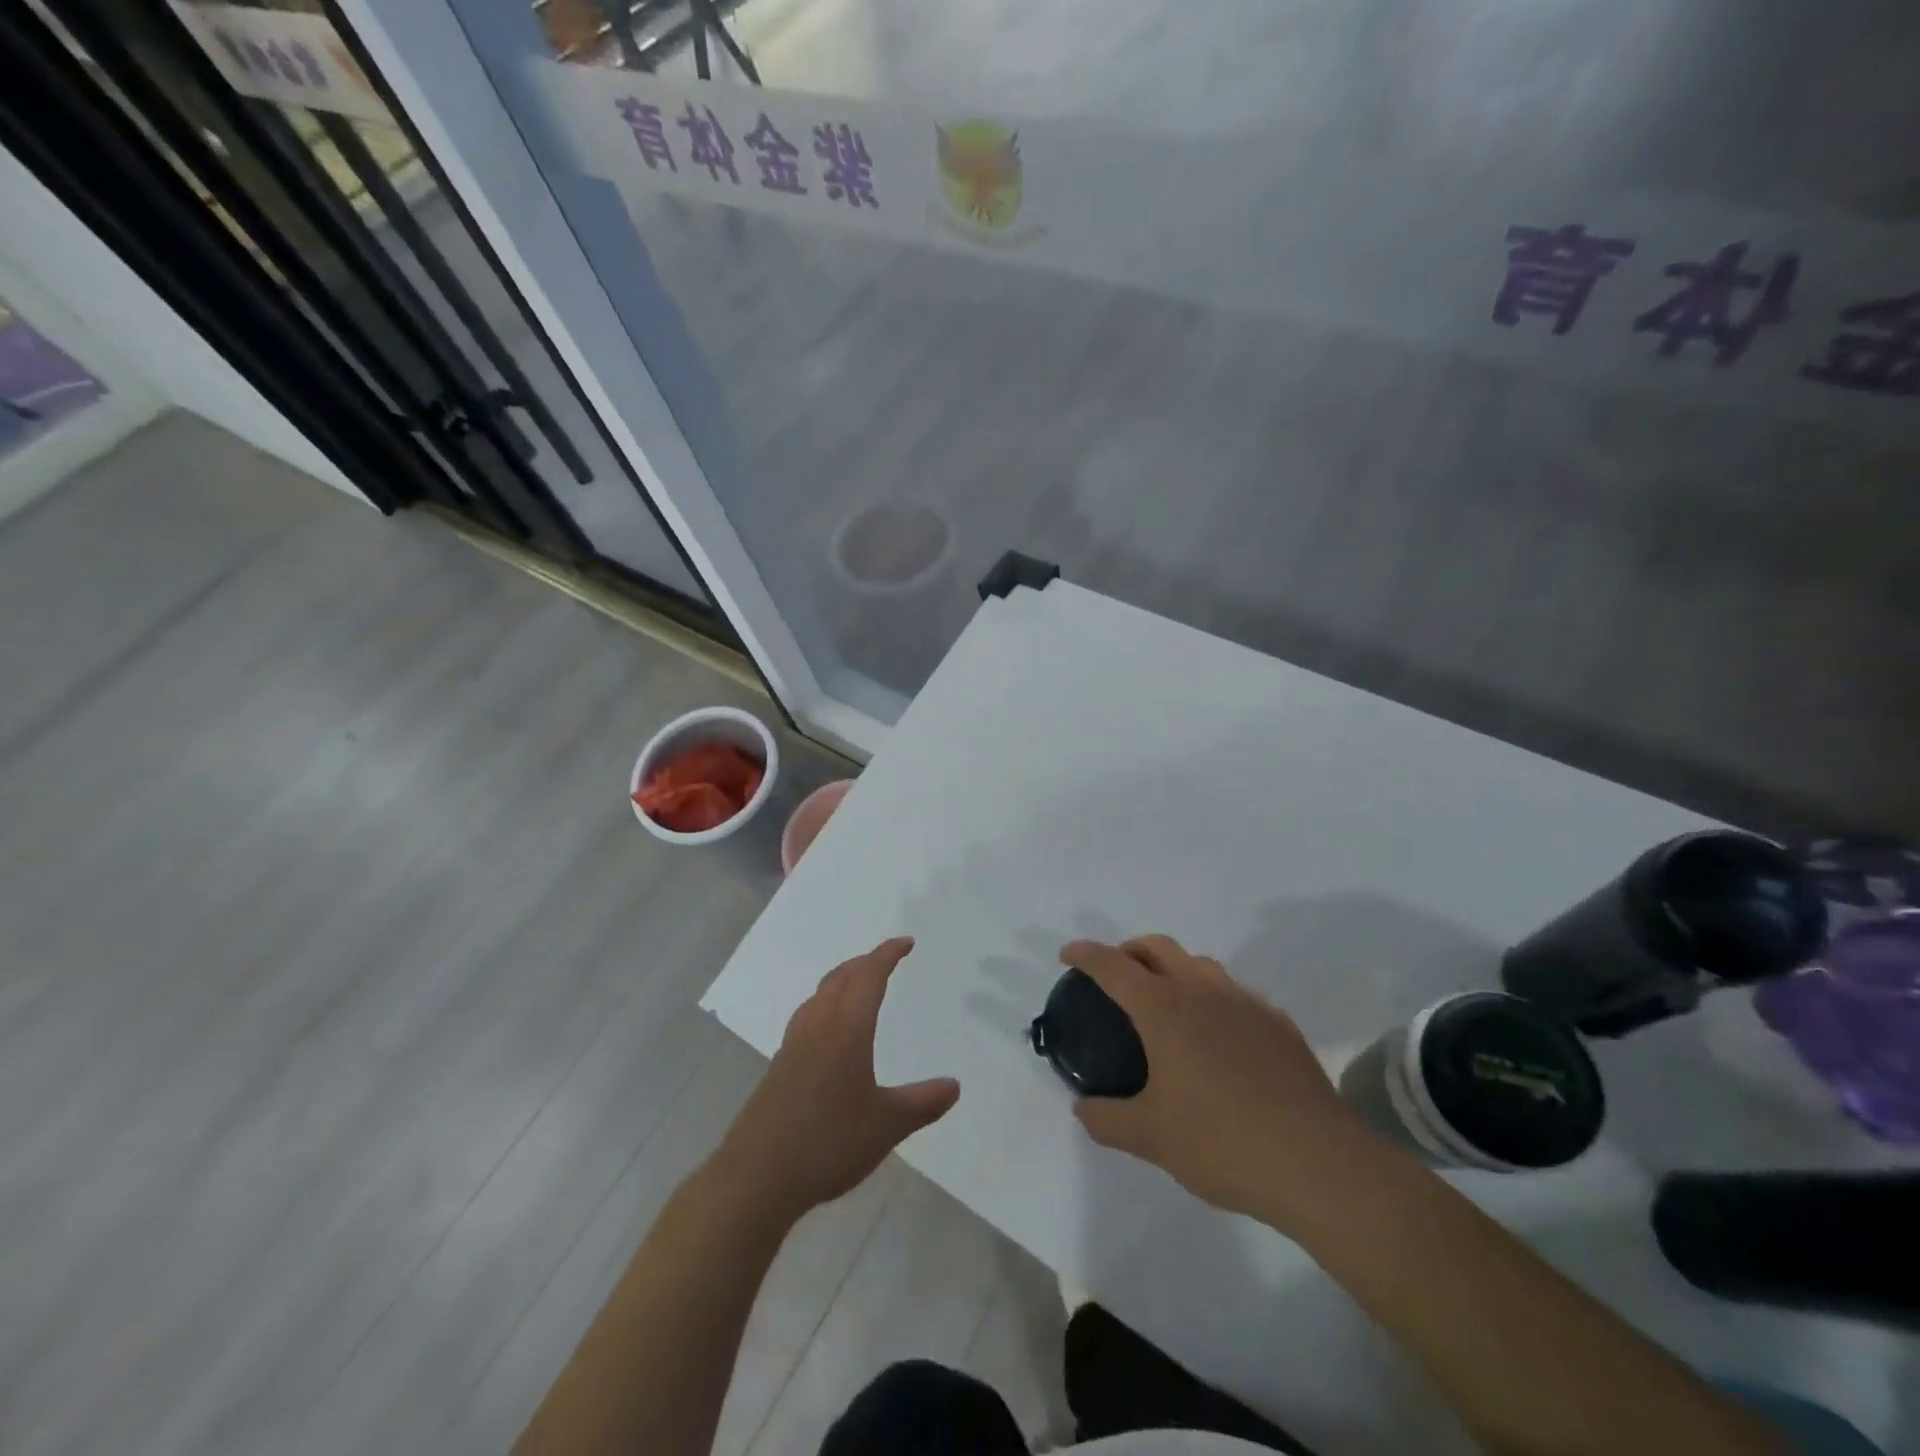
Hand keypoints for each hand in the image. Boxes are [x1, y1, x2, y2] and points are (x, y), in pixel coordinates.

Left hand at [713, 937, 959, 1220]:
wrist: (756, 1176)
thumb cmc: (828, 1142)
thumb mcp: (887, 1125)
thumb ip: (923, 1102)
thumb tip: (954, 1085)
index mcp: (846, 1028)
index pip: (869, 975)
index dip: (888, 955)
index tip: (906, 943)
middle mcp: (817, 1026)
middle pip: (840, 978)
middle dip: (864, 963)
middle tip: (886, 960)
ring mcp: (793, 1045)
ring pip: (819, 995)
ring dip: (842, 981)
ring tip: (858, 988)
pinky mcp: (778, 1067)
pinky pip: (808, 1017)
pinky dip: (827, 1006)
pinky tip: (830, 1034)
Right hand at [1064, 935, 1373, 1225]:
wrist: (1318, 1163)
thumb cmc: (1222, 1142)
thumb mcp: (1151, 1138)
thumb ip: (1107, 1119)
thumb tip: (1082, 1109)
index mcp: (1165, 1010)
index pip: (1114, 966)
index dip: (1086, 954)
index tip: (1067, 954)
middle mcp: (1203, 992)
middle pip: (1158, 948)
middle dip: (1129, 949)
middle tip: (1115, 972)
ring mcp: (1246, 1004)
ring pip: (1200, 965)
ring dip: (1173, 968)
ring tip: (1165, 1003)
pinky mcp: (1279, 1024)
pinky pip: (1235, 994)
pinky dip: (1212, 997)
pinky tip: (1218, 1036)